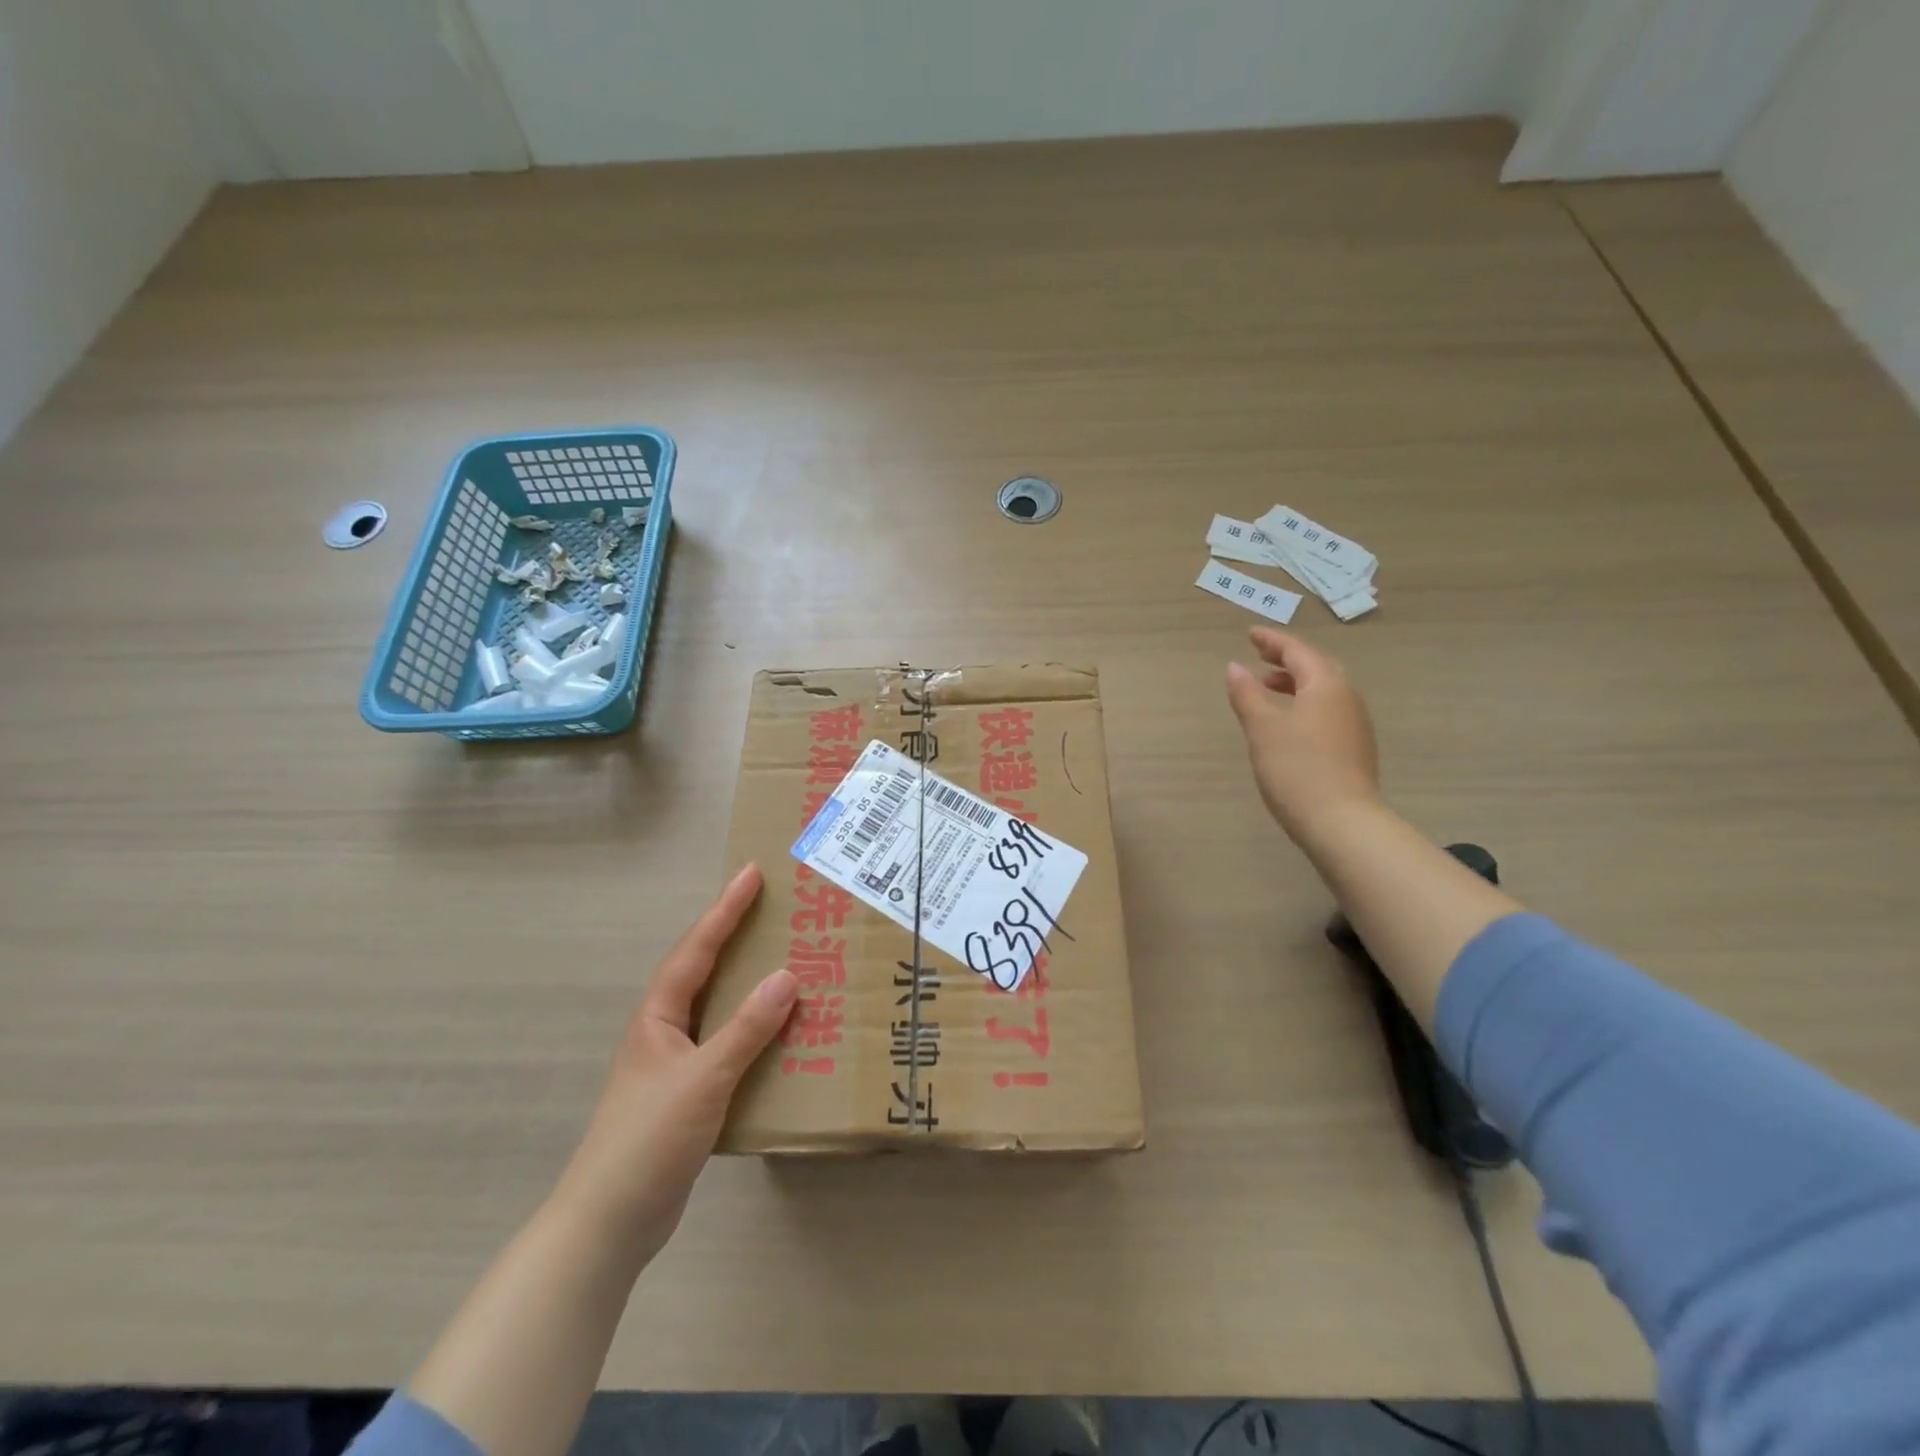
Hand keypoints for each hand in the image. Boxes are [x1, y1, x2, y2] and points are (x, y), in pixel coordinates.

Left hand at [549, 863, 795, 1254]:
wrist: (611, 1221)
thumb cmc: (649, 1138)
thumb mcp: (704, 1077)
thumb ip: (747, 1028)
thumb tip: (787, 976)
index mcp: (659, 1016)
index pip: (697, 949)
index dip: (724, 910)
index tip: (751, 873)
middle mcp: (665, 1031)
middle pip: (704, 970)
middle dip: (735, 936)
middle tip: (773, 909)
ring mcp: (675, 1064)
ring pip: (717, 1008)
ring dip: (747, 982)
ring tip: (785, 961)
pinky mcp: (689, 1094)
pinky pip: (728, 1044)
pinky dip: (753, 1029)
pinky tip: (780, 1035)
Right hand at [1225, 627, 1381, 839]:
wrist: (1341, 822)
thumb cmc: (1296, 768)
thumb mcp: (1262, 728)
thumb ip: (1247, 694)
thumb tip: (1234, 667)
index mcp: (1326, 685)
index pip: (1298, 651)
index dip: (1272, 640)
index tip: (1250, 635)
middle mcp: (1347, 698)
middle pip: (1317, 667)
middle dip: (1287, 659)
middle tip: (1260, 656)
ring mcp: (1355, 724)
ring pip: (1324, 690)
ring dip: (1296, 682)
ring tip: (1268, 688)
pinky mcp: (1354, 748)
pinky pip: (1328, 711)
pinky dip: (1305, 703)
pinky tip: (1289, 721)